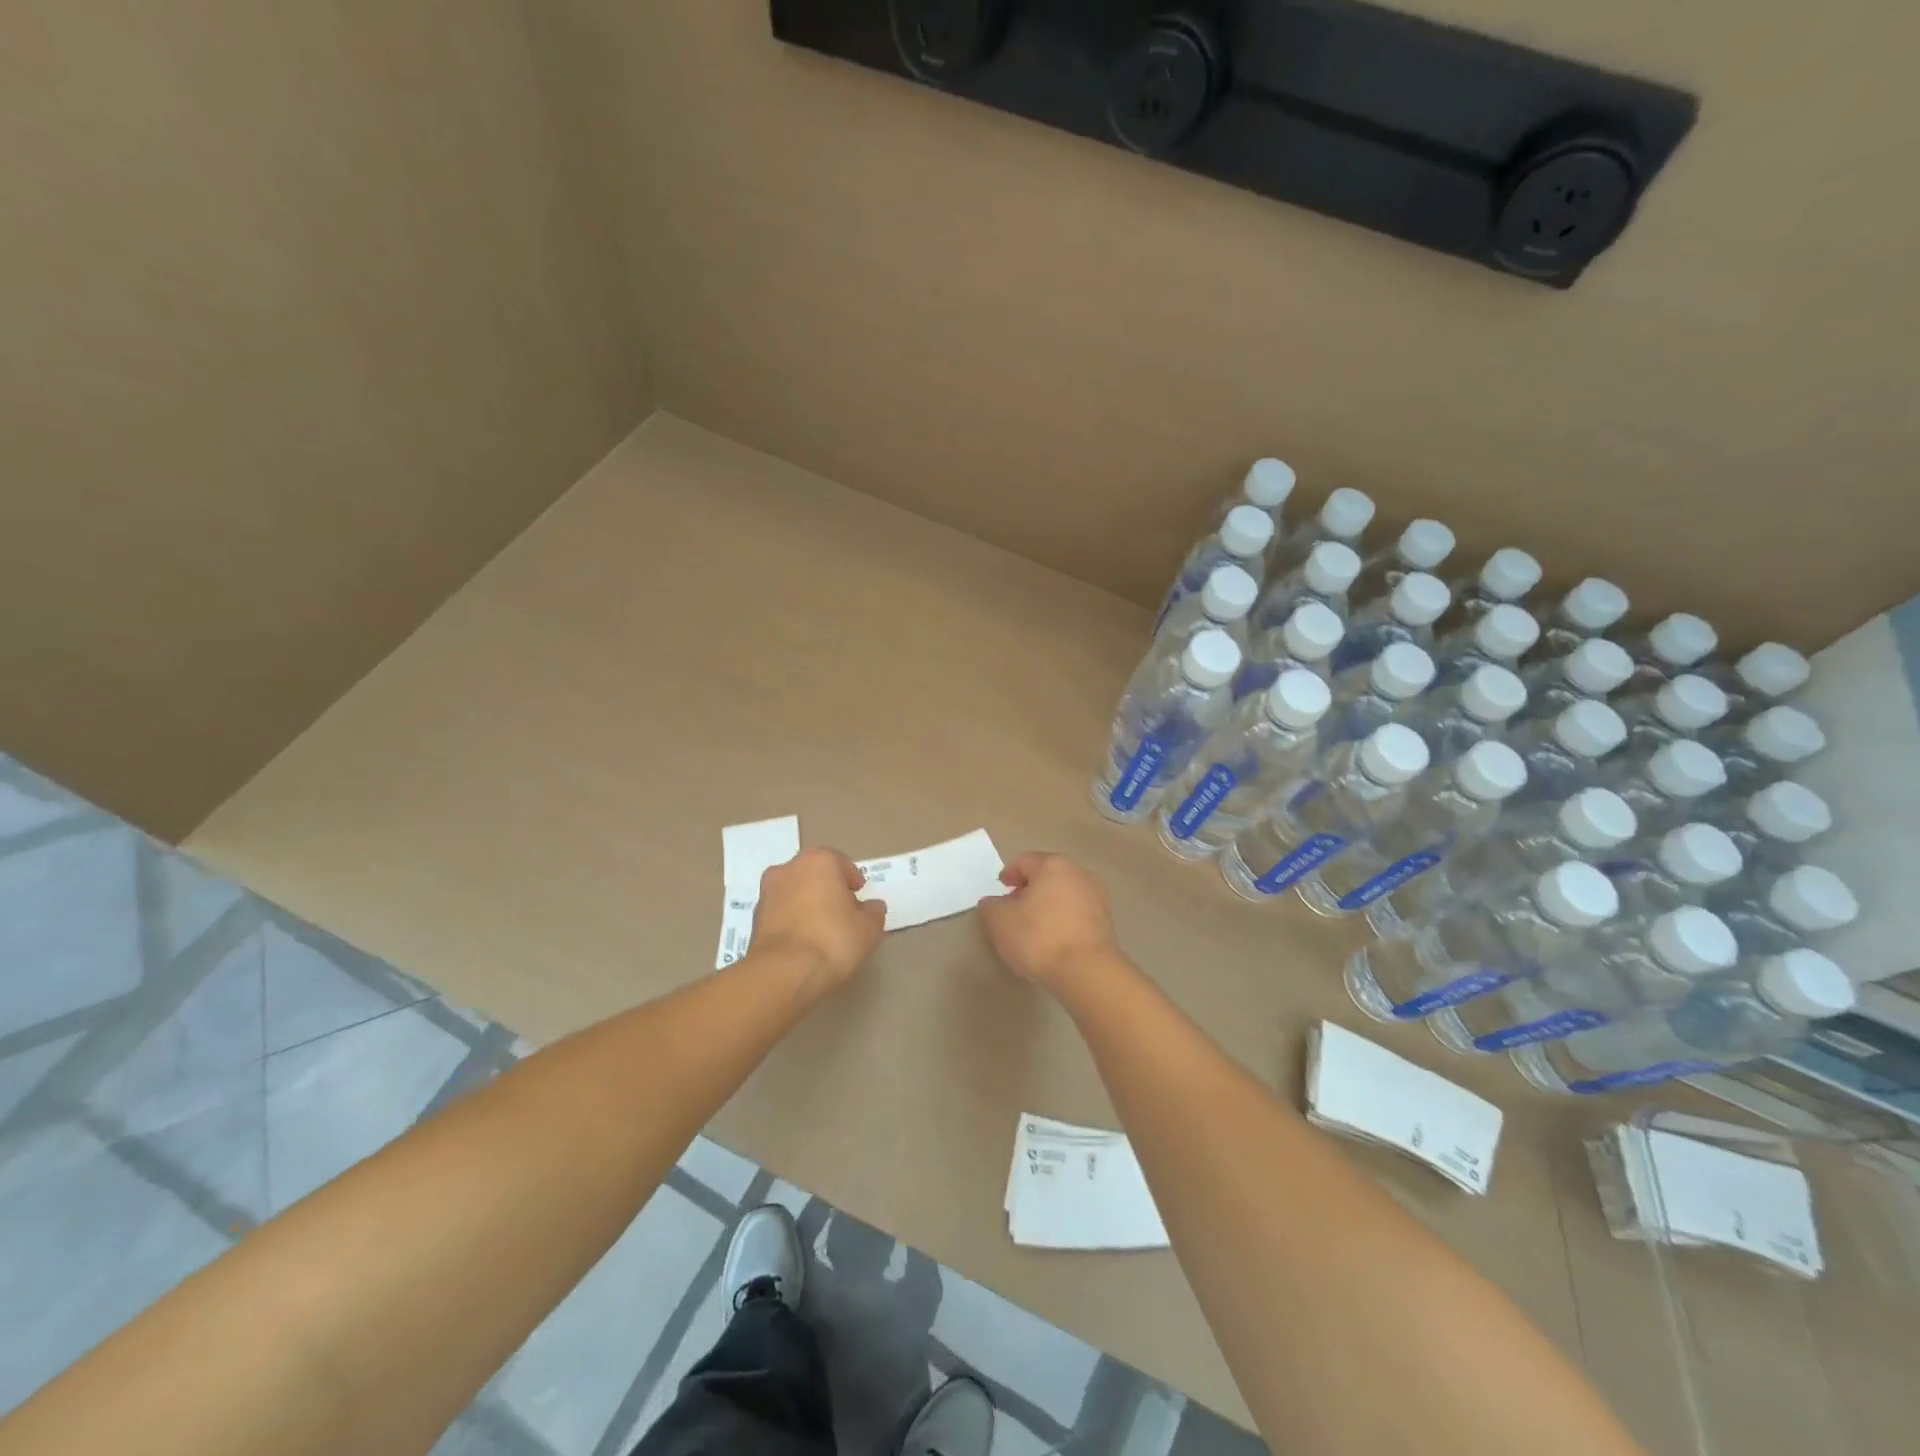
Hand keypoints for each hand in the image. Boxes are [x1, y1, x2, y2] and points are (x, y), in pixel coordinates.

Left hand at [750, 847, 885, 993]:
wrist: (783, 974)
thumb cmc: (833, 940)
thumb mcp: (868, 929)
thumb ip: (873, 912)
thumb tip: (871, 907)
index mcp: (819, 861)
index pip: (840, 863)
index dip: (852, 880)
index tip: (859, 898)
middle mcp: (789, 868)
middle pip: (814, 874)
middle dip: (827, 888)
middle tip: (842, 912)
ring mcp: (767, 893)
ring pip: (794, 892)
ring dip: (806, 904)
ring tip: (821, 931)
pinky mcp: (754, 919)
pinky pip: (780, 913)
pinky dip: (791, 921)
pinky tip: (803, 943)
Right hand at [976, 852, 1119, 991]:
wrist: (1087, 972)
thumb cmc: (1039, 938)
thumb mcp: (1000, 922)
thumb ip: (991, 907)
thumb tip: (992, 903)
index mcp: (1053, 865)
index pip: (1024, 861)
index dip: (1008, 875)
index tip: (1000, 891)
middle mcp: (1079, 873)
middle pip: (1047, 875)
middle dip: (1029, 889)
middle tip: (1014, 909)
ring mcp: (1097, 896)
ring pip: (1064, 893)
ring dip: (1048, 904)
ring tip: (1033, 927)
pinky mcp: (1107, 921)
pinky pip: (1077, 912)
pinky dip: (1063, 919)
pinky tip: (1054, 939)